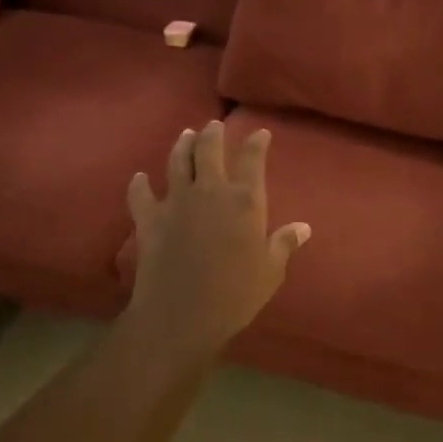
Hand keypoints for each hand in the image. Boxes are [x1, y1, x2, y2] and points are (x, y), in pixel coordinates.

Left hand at [127, 121, 309, 354]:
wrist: (180, 316)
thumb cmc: (235, 295)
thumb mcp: (270, 271)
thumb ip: (284, 244)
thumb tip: (303, 227)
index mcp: (245, 200)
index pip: (253, 159)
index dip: (257, 143)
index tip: (260, 133)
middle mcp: (210, 191)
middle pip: (209, 150)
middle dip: (213, 134)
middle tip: (214, 126)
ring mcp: (176, 202)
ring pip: (177, 162)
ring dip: (182, 145)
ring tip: (185, 135)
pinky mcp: (149, 219)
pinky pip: (141, 194)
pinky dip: (139, 184)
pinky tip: (139, 177)